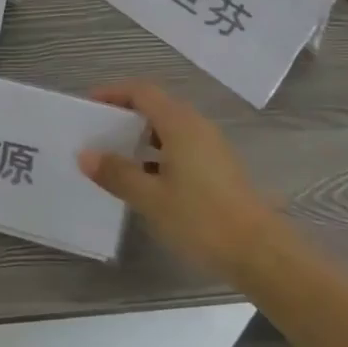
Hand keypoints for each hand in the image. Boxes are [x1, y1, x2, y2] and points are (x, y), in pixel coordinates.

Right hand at [77, 81, 277, 274]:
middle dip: (125, 115)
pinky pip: (180, 147)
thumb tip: (85, 155)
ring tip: (114, 157)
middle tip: (97, 132)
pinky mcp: (218, 169)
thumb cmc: (202, 219)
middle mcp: (197, 127)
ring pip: (169, 129)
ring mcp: (211, 148)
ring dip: (141, 137)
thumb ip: (117, 173)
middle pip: (156, 107)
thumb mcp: (150, 197)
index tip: (89, 105)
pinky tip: (144, 180)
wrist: (261, 254)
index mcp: (180, 124)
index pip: (142, 92)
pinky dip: (157, 154)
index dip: (114, 93)